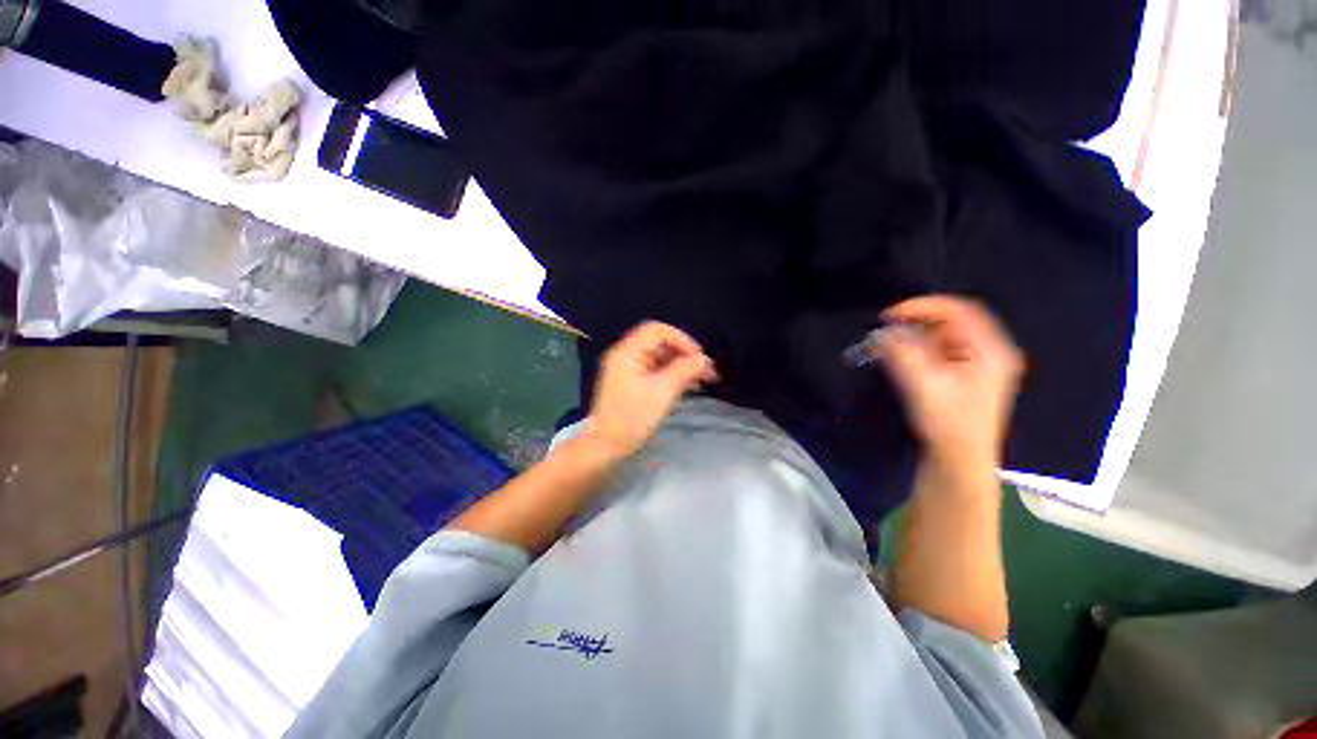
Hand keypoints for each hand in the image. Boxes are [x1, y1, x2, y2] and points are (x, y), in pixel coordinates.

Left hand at [585, 321, 717, 458]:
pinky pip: (657, 370)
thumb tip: (704, 359)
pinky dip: (674, 374)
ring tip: (705, 378)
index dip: (681, 339)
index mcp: (627, 352)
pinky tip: (690, 383)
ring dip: (682, 364)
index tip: (698, 357)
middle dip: (685, 353)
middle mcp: (627, 355)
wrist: (607, 446)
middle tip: (707, 370)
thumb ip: (684, 371)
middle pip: (660, 343)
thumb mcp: (661, 392)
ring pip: (661, 357)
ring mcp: (630, 369)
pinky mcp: (634, 382)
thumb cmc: (632, 418)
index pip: (657, 331)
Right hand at [876, 296, 1023, 471]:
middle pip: (953, 322)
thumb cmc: (947, 423)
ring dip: (915, 337)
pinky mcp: (967, 376)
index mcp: (990, 350)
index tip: (889, 316)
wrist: (959, 461)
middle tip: (887, 331)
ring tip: (889, 347)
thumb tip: (882, 333)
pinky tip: (902, 359)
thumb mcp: (923, 385)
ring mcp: (979, 365)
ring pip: (945, 337)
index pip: (959, 310)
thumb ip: (901, 354)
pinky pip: (941, 351)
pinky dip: (919, 350)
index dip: (922, 306)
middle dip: (916, 323)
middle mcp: (990, 352)